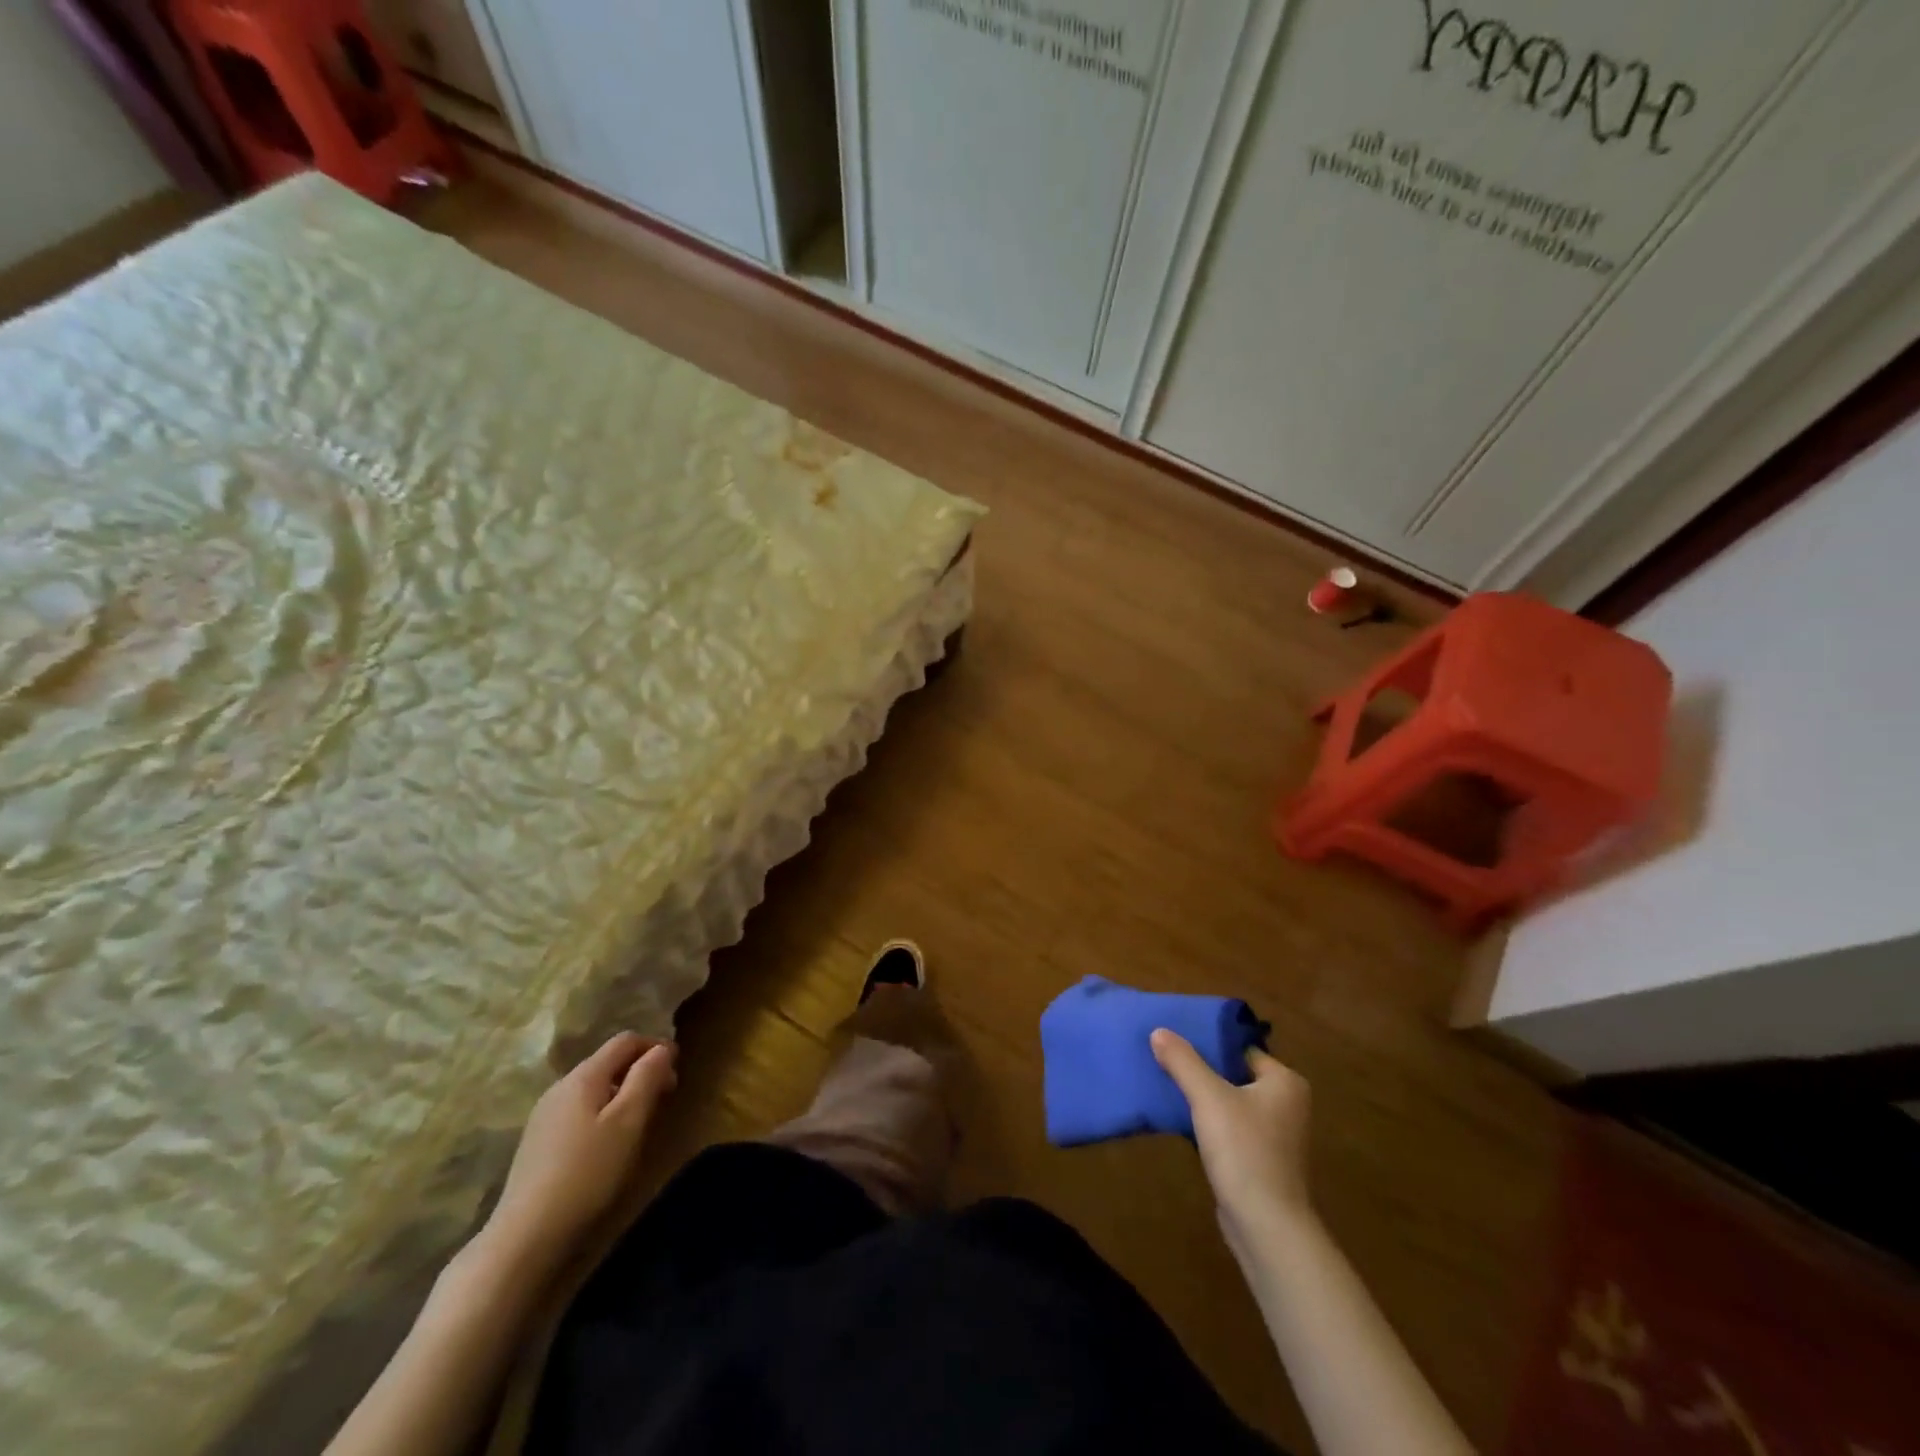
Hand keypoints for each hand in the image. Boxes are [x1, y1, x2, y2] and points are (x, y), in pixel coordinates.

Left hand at [480, 1033, 677, 1271]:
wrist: (526, 1236)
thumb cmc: (588, 1172)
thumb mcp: (629, 1121)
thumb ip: (647, 1077)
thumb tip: (662, 1049)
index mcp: (584, 1076)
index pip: (625, 1040)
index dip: (655, 1046)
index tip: (677, 1068)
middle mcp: (560, 1087)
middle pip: (608, 1061)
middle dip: (640, 1070)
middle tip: (665, 1095)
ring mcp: (545, 1115)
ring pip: (593, 1087)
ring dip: (622, 1092)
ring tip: (641, 1120)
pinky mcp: (538, 1142)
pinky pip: (579, 1110)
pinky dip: (603, 1112)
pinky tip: (608, 1142)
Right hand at [1151, 1029, 1313, 1252]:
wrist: (1266, 1227)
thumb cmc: (1245, 1151)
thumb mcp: (1208, 1097)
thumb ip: (1183, 1061)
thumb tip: (1158, 1031)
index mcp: (1285, 1082)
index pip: (1240, 1048)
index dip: (1207, 1041)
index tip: (1175, 1036)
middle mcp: (1286, 1104)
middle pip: (1234, 1073)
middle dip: (1201, 1068)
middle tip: (1164, 1056)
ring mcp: (1275, 1134)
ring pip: (1230, 1101)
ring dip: (1202, 1096)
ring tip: (1165, 1081)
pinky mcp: (1260, 1159)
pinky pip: (1230, 1127)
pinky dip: (1208, 1121)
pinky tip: (1179, 1117)